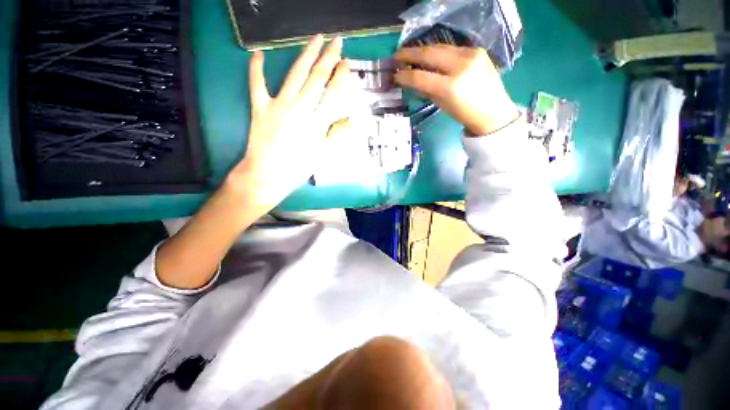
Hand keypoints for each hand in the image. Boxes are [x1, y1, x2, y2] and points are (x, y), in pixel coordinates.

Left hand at [226, 35, 350, 212]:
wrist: (267, 175)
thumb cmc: (298, 168)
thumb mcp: (323, 155)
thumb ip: (338, 135)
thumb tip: (354, 119)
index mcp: (316, 123)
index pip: (333, 94)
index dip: (341, 77)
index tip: (347, 63)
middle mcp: (299, 109)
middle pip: (317, 79)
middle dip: (328, 58)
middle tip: (336, 41)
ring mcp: (278, 105)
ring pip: (295, 75)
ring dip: (306, 55)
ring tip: (315, 39)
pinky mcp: (260, 108)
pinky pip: (257, 85)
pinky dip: (256, 69)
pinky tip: (258, 53)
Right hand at [394, 45, 519, 135]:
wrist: (493, 111)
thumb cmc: (464, 114)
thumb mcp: (441, 105)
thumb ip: (425, 90)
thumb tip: (410, 80)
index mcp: (451, 87)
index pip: (421, 77)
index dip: (405, 75)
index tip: (395, 75)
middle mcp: (461, 66)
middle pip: (430, 54)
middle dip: (410, 53)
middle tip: (397, 56)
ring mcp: (471, 55)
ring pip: (440, 47)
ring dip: (423, 50)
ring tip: (410, 54)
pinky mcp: (477, 50)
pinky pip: (451, 48)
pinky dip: (439, 52)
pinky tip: (431, 56)